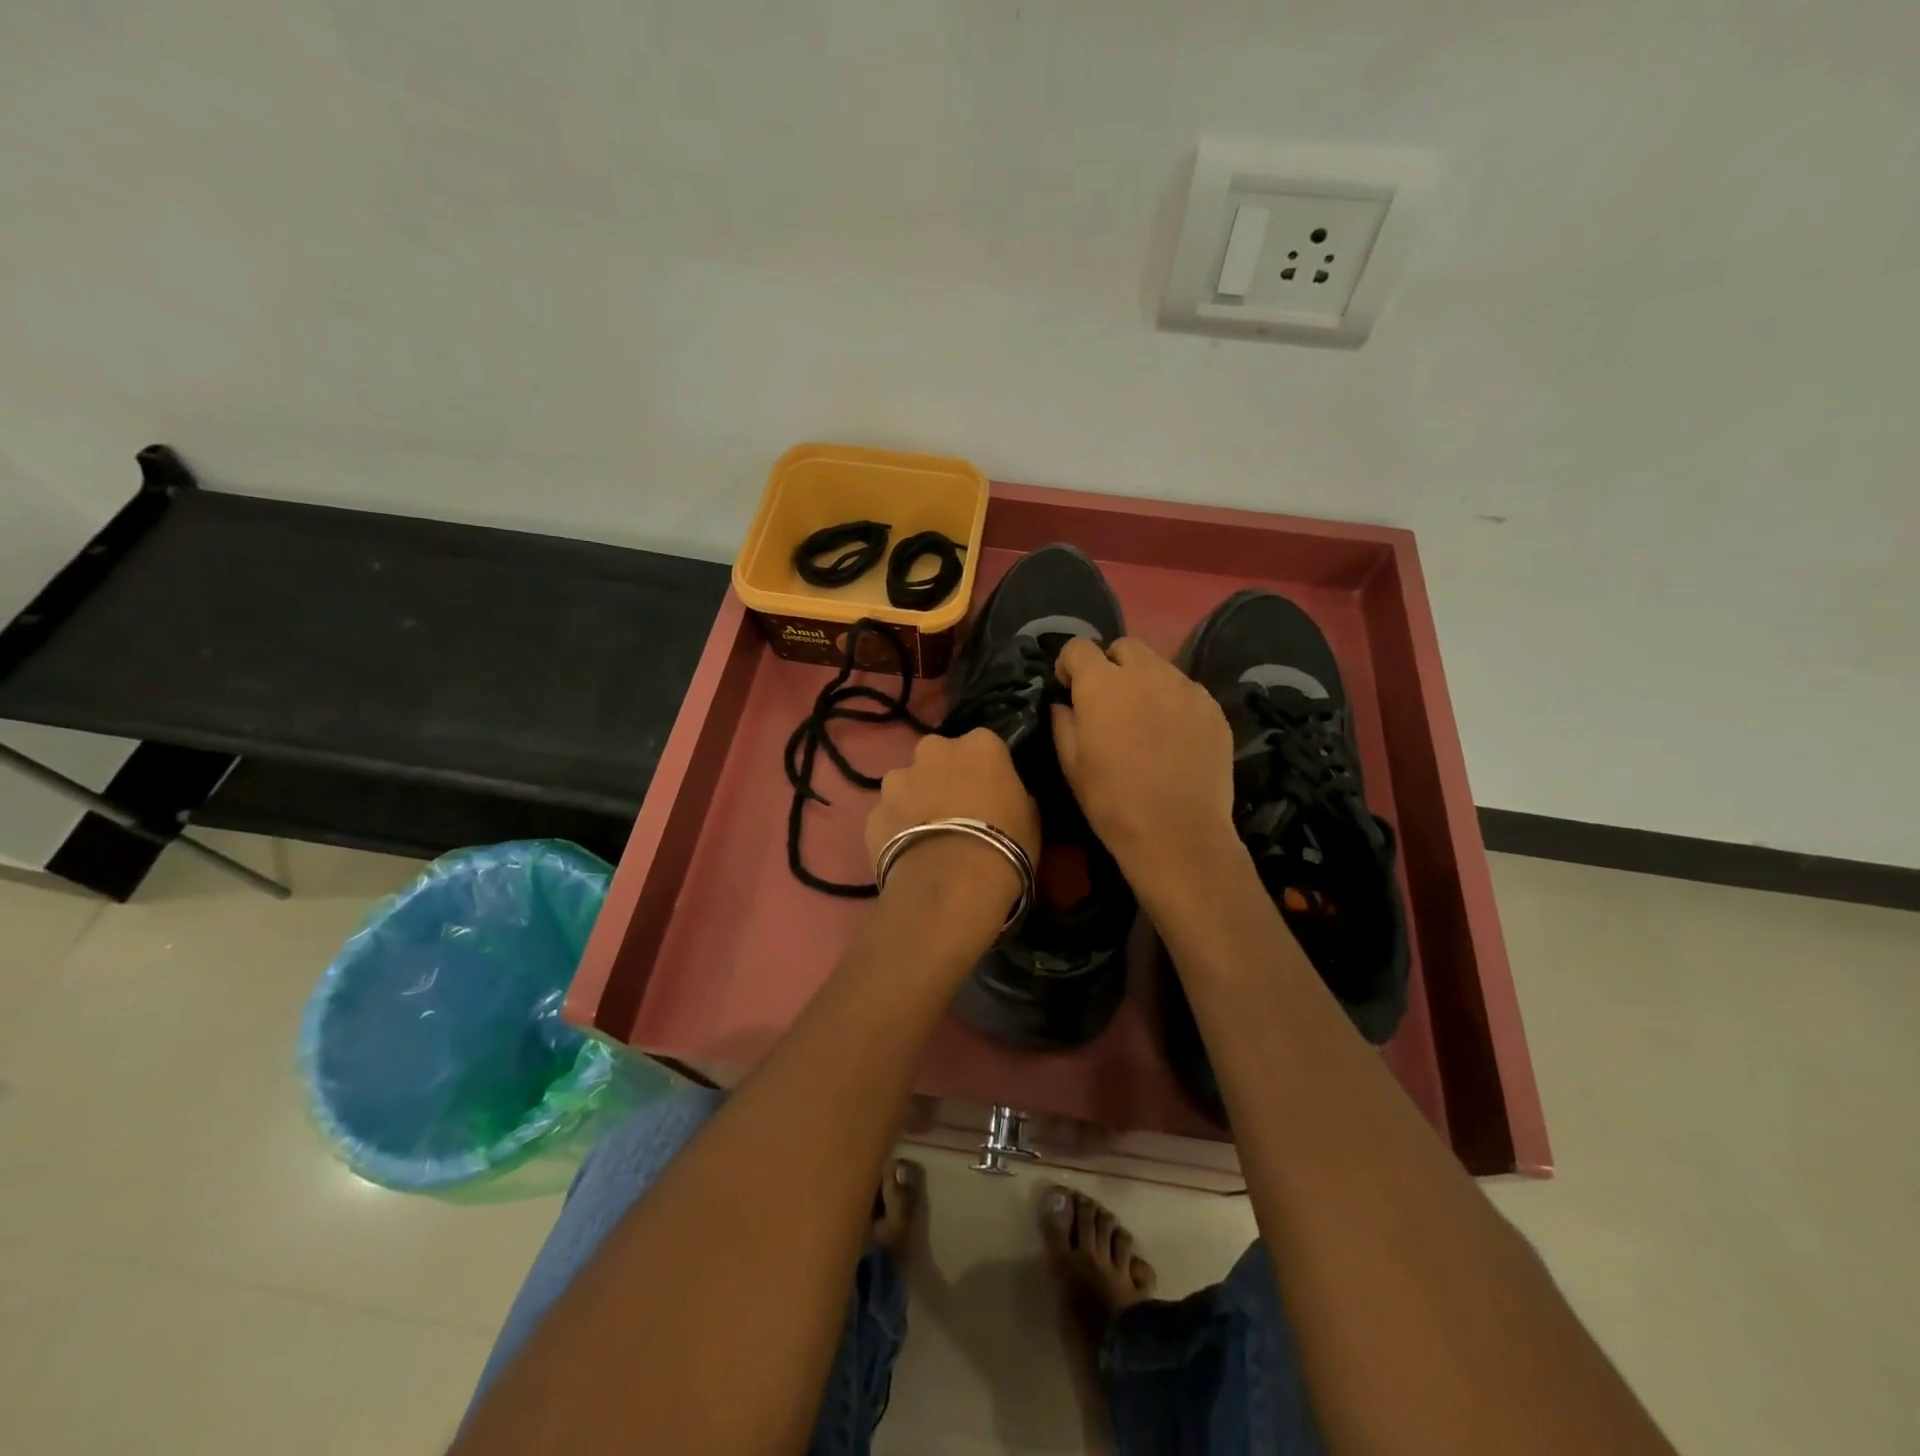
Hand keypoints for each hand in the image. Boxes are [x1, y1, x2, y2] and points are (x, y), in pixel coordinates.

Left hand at [868, 729, 1040, 918]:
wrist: (950, 884)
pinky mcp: (873, 812)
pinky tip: (908, 855)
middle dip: (944, 777)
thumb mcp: (1029, 817)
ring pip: (907, 784)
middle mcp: (933, 750)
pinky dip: (896, 829)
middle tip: (956, 812)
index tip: (991, 794)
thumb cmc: (1004, 845)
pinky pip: (888, 816)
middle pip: (939, 757)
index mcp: (979, 745)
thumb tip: (1003, 798)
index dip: (986, 770)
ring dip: (915, 801)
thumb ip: (1012, 795)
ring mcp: (897, 779)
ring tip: (928, 837)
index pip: (984, 746)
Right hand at [1052, 636, 1236, 889]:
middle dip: (1110, 664)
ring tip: (1143, 719)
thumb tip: (1064, 703)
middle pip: (1124, 647)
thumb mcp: (1072, 766)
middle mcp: (1145, 673)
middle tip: (1108, 701)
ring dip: (1143, 681)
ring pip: (1158, 666)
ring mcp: (1184, 687)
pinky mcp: (1212, 707)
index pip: (1079, 647)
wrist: (1178, 834)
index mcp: (1102, 685)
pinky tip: (1172, 736)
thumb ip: (1063, 723)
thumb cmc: (1113, 802)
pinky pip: (1185, 690)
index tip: (1069, 688)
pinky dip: (1172, 701)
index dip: (1070, 664)